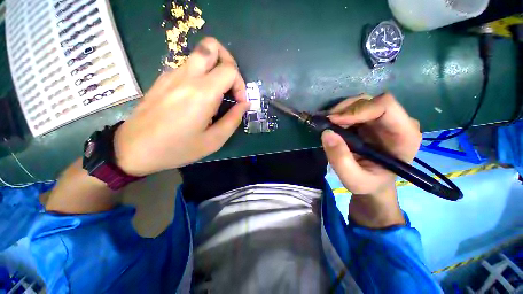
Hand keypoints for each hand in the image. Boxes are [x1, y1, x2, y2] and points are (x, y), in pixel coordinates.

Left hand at [114, 37, 249, 175]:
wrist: (134, 149)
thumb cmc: (177, 149)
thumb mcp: (213, 141)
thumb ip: (233, 120)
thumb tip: (244, 104)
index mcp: (202, 93)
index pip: (230, 70)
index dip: (240, 84)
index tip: (239, 102)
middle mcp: (187, 77)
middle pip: (211, 46)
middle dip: (228, 61)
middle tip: (230, 84)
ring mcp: (171, 75)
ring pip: (199, 55)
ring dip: (214, 68)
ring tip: (217, 92)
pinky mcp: (163, 79)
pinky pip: (188, 67)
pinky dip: (201, 75)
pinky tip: (198, 96)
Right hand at [321, 93, 421, 226]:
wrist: (372, 184)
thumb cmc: (368, 184)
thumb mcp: (353, 179)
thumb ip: (340, 159)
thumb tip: (327, 133)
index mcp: (404, 136)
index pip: (386, 106)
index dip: (358, 109)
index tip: (335, 121)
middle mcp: (397, 123)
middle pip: (371, 101)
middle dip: (345, 110)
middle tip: (327, 123)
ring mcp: (383, 120)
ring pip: (361, 102)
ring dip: (341, 111)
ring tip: (328, 125)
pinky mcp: (371, 121)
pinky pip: (354, 109)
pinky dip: (340, 114)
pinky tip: (332, 125)